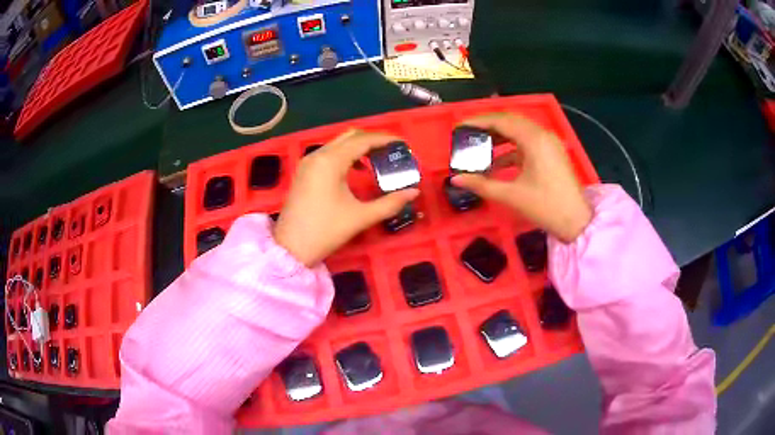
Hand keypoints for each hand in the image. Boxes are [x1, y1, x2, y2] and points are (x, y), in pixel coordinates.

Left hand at [274, 130, 419, 265]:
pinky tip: (356, 170)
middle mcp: (317, 155)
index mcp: (330, 161)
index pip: (362, 140)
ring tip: (378, 159)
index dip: (384, 139)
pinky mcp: (304, 171)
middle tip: (392, 150)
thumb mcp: (360, 217)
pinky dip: (345, 155)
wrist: (290, 248)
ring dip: (358, 147)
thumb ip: (390, 203)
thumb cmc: (325, 231)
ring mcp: (308, 162)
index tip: (403, 144)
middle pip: (349, 136)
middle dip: (372, 140)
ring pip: (338, 144)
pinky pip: (328, 153)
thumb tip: (413, 193)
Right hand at [451, 113, 591, 242]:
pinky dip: (511, 149)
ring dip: (499, 137)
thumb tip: (455, 180)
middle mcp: (542, 135)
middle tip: (467, 134)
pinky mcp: (551, 152)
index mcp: (534, 140)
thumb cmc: (545, 206)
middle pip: (510, 121)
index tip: (459, 126)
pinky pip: (527, 142)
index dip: (478, 121)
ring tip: (479, 146)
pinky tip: (497, 163)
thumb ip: (482, 185)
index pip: (501, 121)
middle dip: (487, 126)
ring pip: (519, 131)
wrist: (576, 221)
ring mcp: (549, 143)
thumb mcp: (511, 195)